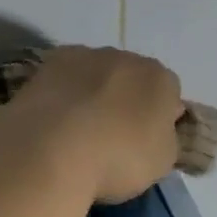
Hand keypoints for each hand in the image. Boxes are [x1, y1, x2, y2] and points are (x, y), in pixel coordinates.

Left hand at [0, 45, 183, 203]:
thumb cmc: (118, 158)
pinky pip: (63, 78)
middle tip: (110, 134)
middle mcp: (125, 57)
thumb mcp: (161, 161)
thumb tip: (155, 126)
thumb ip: (164, 136)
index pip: (168, 92)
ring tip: (75, 130)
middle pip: (130, 76)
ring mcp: (83, 56)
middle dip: (123, 99)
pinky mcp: (47, 64)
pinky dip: (61, 93)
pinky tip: (53, 120)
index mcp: (160, 78)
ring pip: (94, 73)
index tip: (144, 140)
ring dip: (90, 92)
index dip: (157, 116)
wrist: (52, 149)